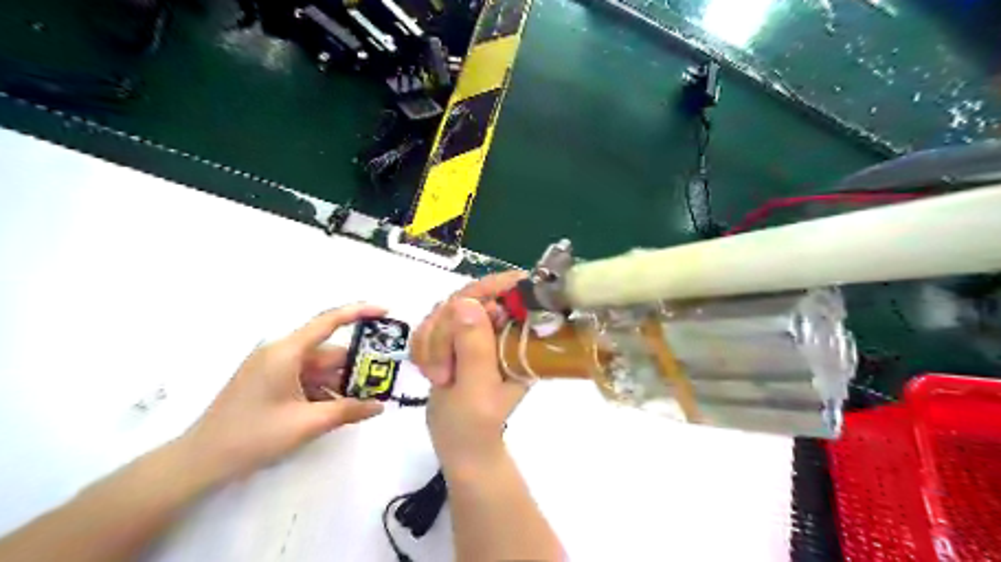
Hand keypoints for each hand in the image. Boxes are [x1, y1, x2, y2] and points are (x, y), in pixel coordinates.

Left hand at [182, 302, 384, 482]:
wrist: (199, 462)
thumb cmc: (252, 436)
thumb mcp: (307, 423)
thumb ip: (348, 411)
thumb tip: (380, 406)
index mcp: (286, 352)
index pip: (329, 321)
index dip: (359, 312)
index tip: (386, 311)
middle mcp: (280, 352)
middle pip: (327, 352)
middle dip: (354, 366)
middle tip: (382, 381)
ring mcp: (273, 367)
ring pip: (318, 368)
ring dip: (339, 383)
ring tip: (363, 401)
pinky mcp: (268, 382)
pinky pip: (305, 379)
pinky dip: (323, 391)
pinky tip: (337, 409)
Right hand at [411, 274, 526, 476]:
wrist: (458, 441)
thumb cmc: (475, 424)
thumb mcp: (477, 390)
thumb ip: (474, 348)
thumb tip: (467, 303)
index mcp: (522, 336)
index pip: (514, 288)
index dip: (487, 291)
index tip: (459, 314)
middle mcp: (503, 325)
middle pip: (471, 294)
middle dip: (446, 330)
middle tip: (443, 370)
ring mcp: (479, 326)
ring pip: (446, 306)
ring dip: (432, 342)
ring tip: (439, 375)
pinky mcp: (456, 332)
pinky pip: (431, 320)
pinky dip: (423, 344)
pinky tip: (428, 368)